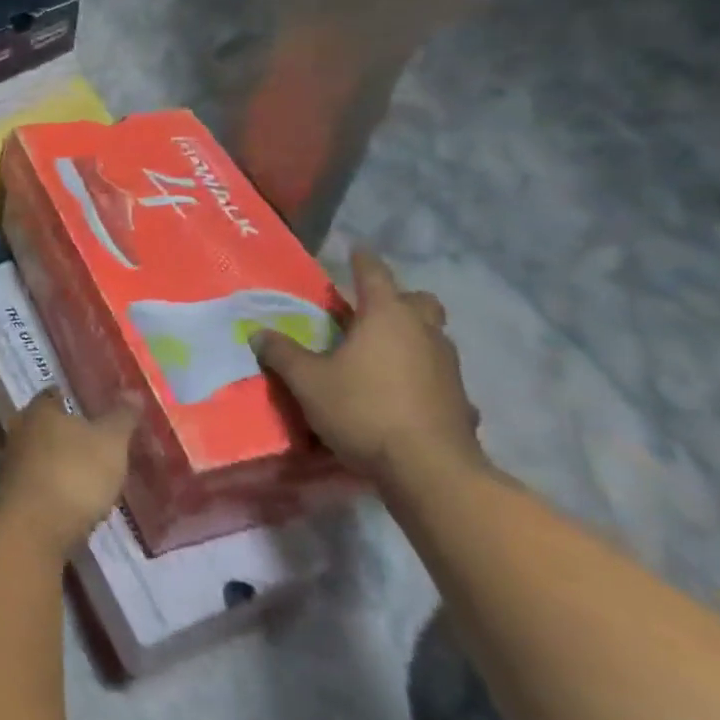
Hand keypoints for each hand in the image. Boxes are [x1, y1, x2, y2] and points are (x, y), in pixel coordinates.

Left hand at [0, 393, 138, 556]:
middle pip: (46, 426)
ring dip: (60, 464)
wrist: (32, 531)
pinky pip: (37, 485)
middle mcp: (19, 431)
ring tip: (90, 476)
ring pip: (40, 456)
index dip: (75, 400)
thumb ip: (122, 417)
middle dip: (67, 434)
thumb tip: (133, 391)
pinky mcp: (10, 498)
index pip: (55, 394)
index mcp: (39, 409)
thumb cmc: (73, 474)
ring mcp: (10, 465)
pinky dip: (53, 489)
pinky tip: (73, 503)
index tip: (95, 408)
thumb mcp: (110, 443)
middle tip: (97, 443)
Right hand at [253, 248, 483, 485]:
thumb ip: (283, 354)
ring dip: (413, 338)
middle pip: (419, 301)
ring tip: (383, 353)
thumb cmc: (364, 410)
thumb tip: (258, 333)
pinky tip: (407, 397)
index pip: (374, 274)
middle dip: (399, 299)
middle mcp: (423, 333)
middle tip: (372, 309)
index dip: (363, 260)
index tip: (356, 249)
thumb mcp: (308, 382)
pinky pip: (441, 378)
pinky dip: (425, 379)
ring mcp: (449, 367)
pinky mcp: (461, 402)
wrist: (430, 470)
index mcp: (386, 317)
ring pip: (434, 338)